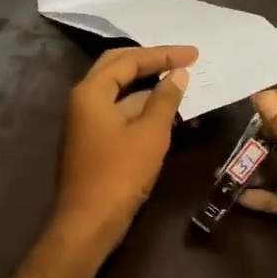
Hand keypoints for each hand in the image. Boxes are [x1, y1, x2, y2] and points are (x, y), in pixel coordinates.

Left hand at [49, 44, 195, 253]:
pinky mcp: (91, 140)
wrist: (87, 223)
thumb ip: (165, 100)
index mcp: (91, 92)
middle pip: (117, 67)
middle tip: (183, 60)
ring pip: (117, 91)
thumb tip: (178, 75)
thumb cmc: (119, 175)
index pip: (129, 60)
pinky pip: (117, 111)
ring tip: (179, 84)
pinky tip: (163, 111)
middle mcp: (82, 100)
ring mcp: (84, 121)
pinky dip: (139, 107)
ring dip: (147, 86)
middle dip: (151, 62)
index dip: (163, 55)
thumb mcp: (150, 134)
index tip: (194, 54)